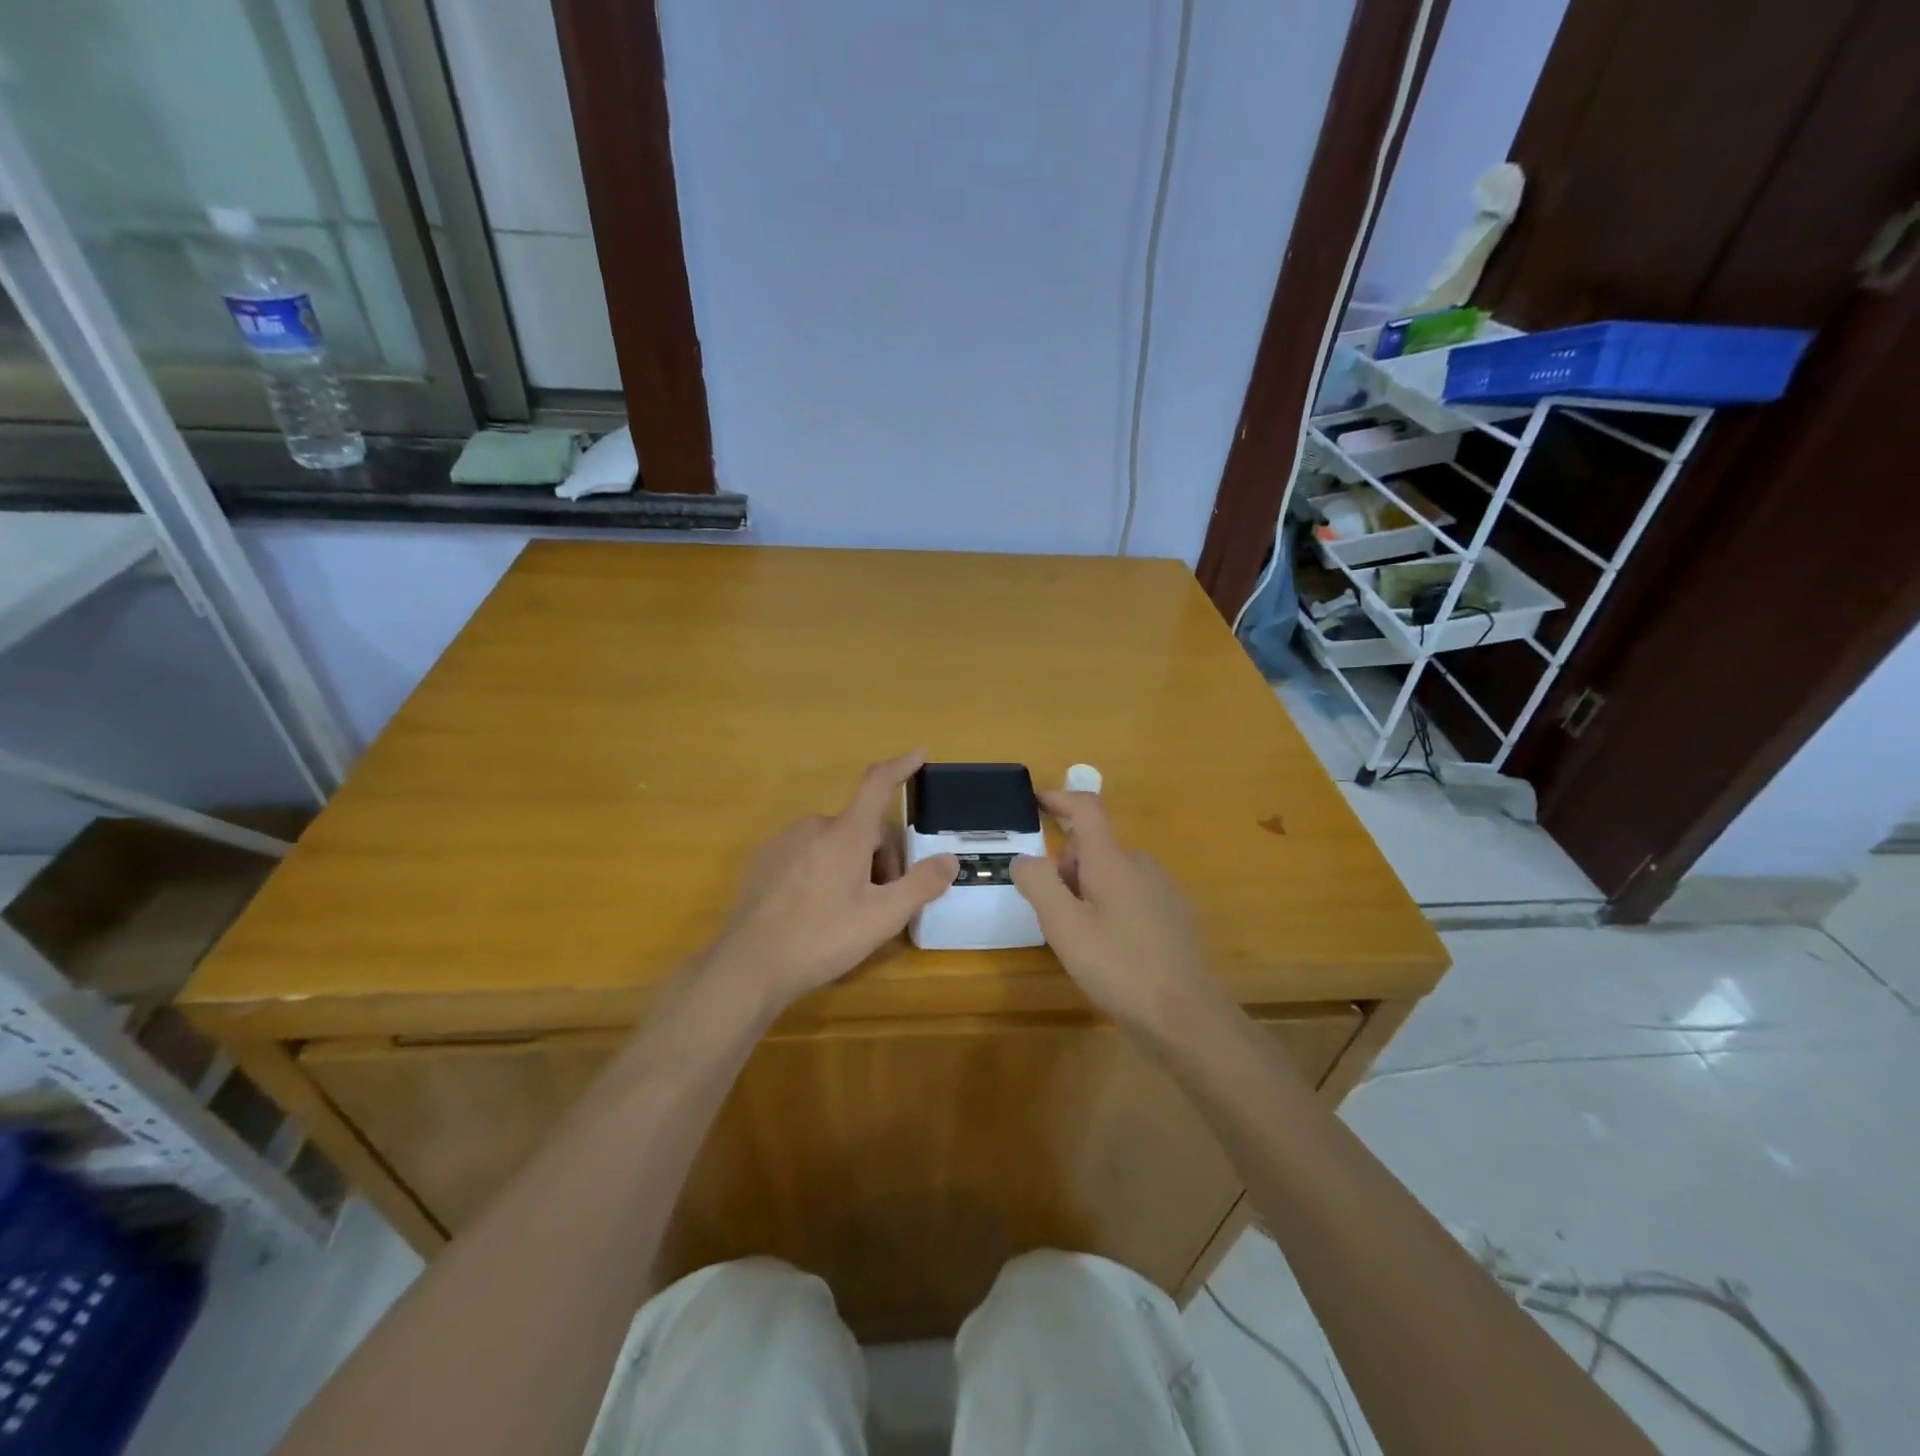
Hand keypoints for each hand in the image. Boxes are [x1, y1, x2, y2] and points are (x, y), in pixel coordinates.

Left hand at [710, 751, 957, 1011]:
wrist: (748, 965)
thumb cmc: (822, 937)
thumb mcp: (882, 917)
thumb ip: (921, 884)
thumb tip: (950, 859)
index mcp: (846, 832)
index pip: (878, 784)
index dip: (901, 766)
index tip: (919, 754)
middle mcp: (814, 826)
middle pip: (862, 828)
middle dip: (881, 857)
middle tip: (885, 902)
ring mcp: (784, 841)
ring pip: (834, 842)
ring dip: (852, 865)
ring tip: (849, 911)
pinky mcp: (763, 861)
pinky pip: (807, 854)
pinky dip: (822, 871)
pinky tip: (815, 910)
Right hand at [1011, 791, 1209, 1026]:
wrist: (1187, 1017)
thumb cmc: (1119, 967)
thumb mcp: (1065, 927)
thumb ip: (1039, 884)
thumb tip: (1025, 858)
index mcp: (1114, 860)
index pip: (1086, 809)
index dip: (1059, 799)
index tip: (1035, 802)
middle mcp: (1141, 865)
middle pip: (1094, 846)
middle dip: (1066, 866)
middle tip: (1052, 913)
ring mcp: (1162, 890)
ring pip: (1111, 872)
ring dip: (1086, 890)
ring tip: (1079, 938)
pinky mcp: (1173, 915)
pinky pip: (1130, 894)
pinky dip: (1109, 906)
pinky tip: (1109, 949)